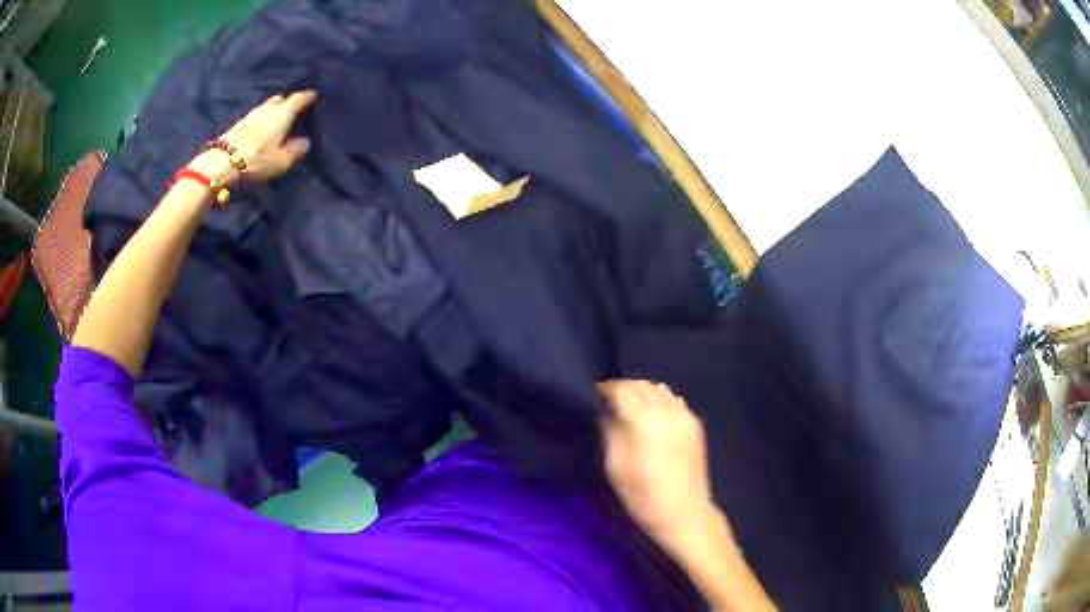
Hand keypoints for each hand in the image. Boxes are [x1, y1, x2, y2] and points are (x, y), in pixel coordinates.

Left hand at [189, 90, 317, 184]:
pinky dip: (259, 119)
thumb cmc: (255, 161)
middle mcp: (266, 111)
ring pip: (264, 107)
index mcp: (280, 116)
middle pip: (278, 100)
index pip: (296, 100)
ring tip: (274, 117)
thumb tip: (305, 141)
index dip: (306, 96)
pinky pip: (253, 117)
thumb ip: (294, 150)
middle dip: (285, 101)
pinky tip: (258, 127)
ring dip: (270, 110)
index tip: (313, 94)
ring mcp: (249, 117)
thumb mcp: (280, 161)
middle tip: (291, 107)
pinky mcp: (236, 126)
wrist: (220, 163)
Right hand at [600, 380, 776, 610]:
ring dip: (643, 393)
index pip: (622, 390)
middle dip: (624, 389)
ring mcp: (685, 416)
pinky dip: (660, 401)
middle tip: (611, 403)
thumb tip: (606, 411)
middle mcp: (667, 412)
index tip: (595, 395)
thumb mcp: (616, 467)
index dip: (606, 389)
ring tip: (632, 408)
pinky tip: (653, 418)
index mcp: (645, 421)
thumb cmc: (643, 496)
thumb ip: (610, 432)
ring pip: (660, 389)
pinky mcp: (695, 424)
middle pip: (642, 385)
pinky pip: (674, 400)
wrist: (683, 513)